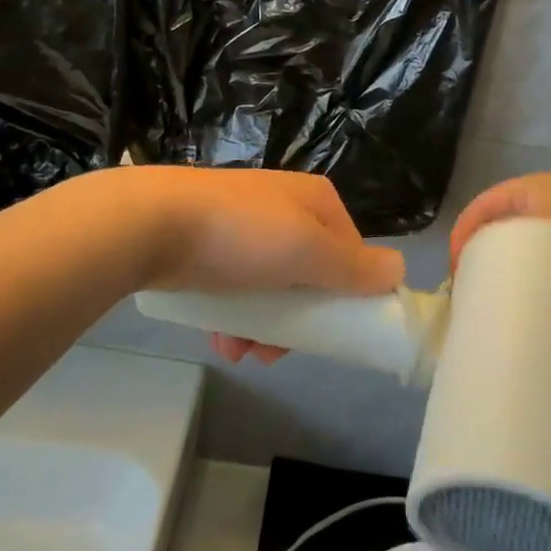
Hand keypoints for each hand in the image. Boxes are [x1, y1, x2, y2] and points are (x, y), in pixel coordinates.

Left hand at [109, 167, 404, 363]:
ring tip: (239, 350)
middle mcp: (283, 205)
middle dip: (295, 320)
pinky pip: (234, 283)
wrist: (150, 221)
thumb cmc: (241, 236)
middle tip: (274, 351)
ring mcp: (242, 221)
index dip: (344, 295)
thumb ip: (355, 266)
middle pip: (308, 274)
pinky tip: (218, 338)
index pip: (350, 252)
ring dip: (261, 325)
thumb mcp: (308, 252)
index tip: (328, 334)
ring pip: (270, 284)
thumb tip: (401, 270)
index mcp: (315, 200)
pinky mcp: (207, 240)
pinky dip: (232, 314)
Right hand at [450, 172, 550, 335]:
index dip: (463, 234)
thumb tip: (471, 279)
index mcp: (537, 190)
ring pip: (527, 258)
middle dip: (482, 259)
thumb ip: (503, 244)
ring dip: (508, 279)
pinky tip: (527, 317)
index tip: (454, 274)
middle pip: (503, 232)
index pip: (485, 206)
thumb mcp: (546, 227)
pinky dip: (536, 294)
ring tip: (493, 310)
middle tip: (469, 295)